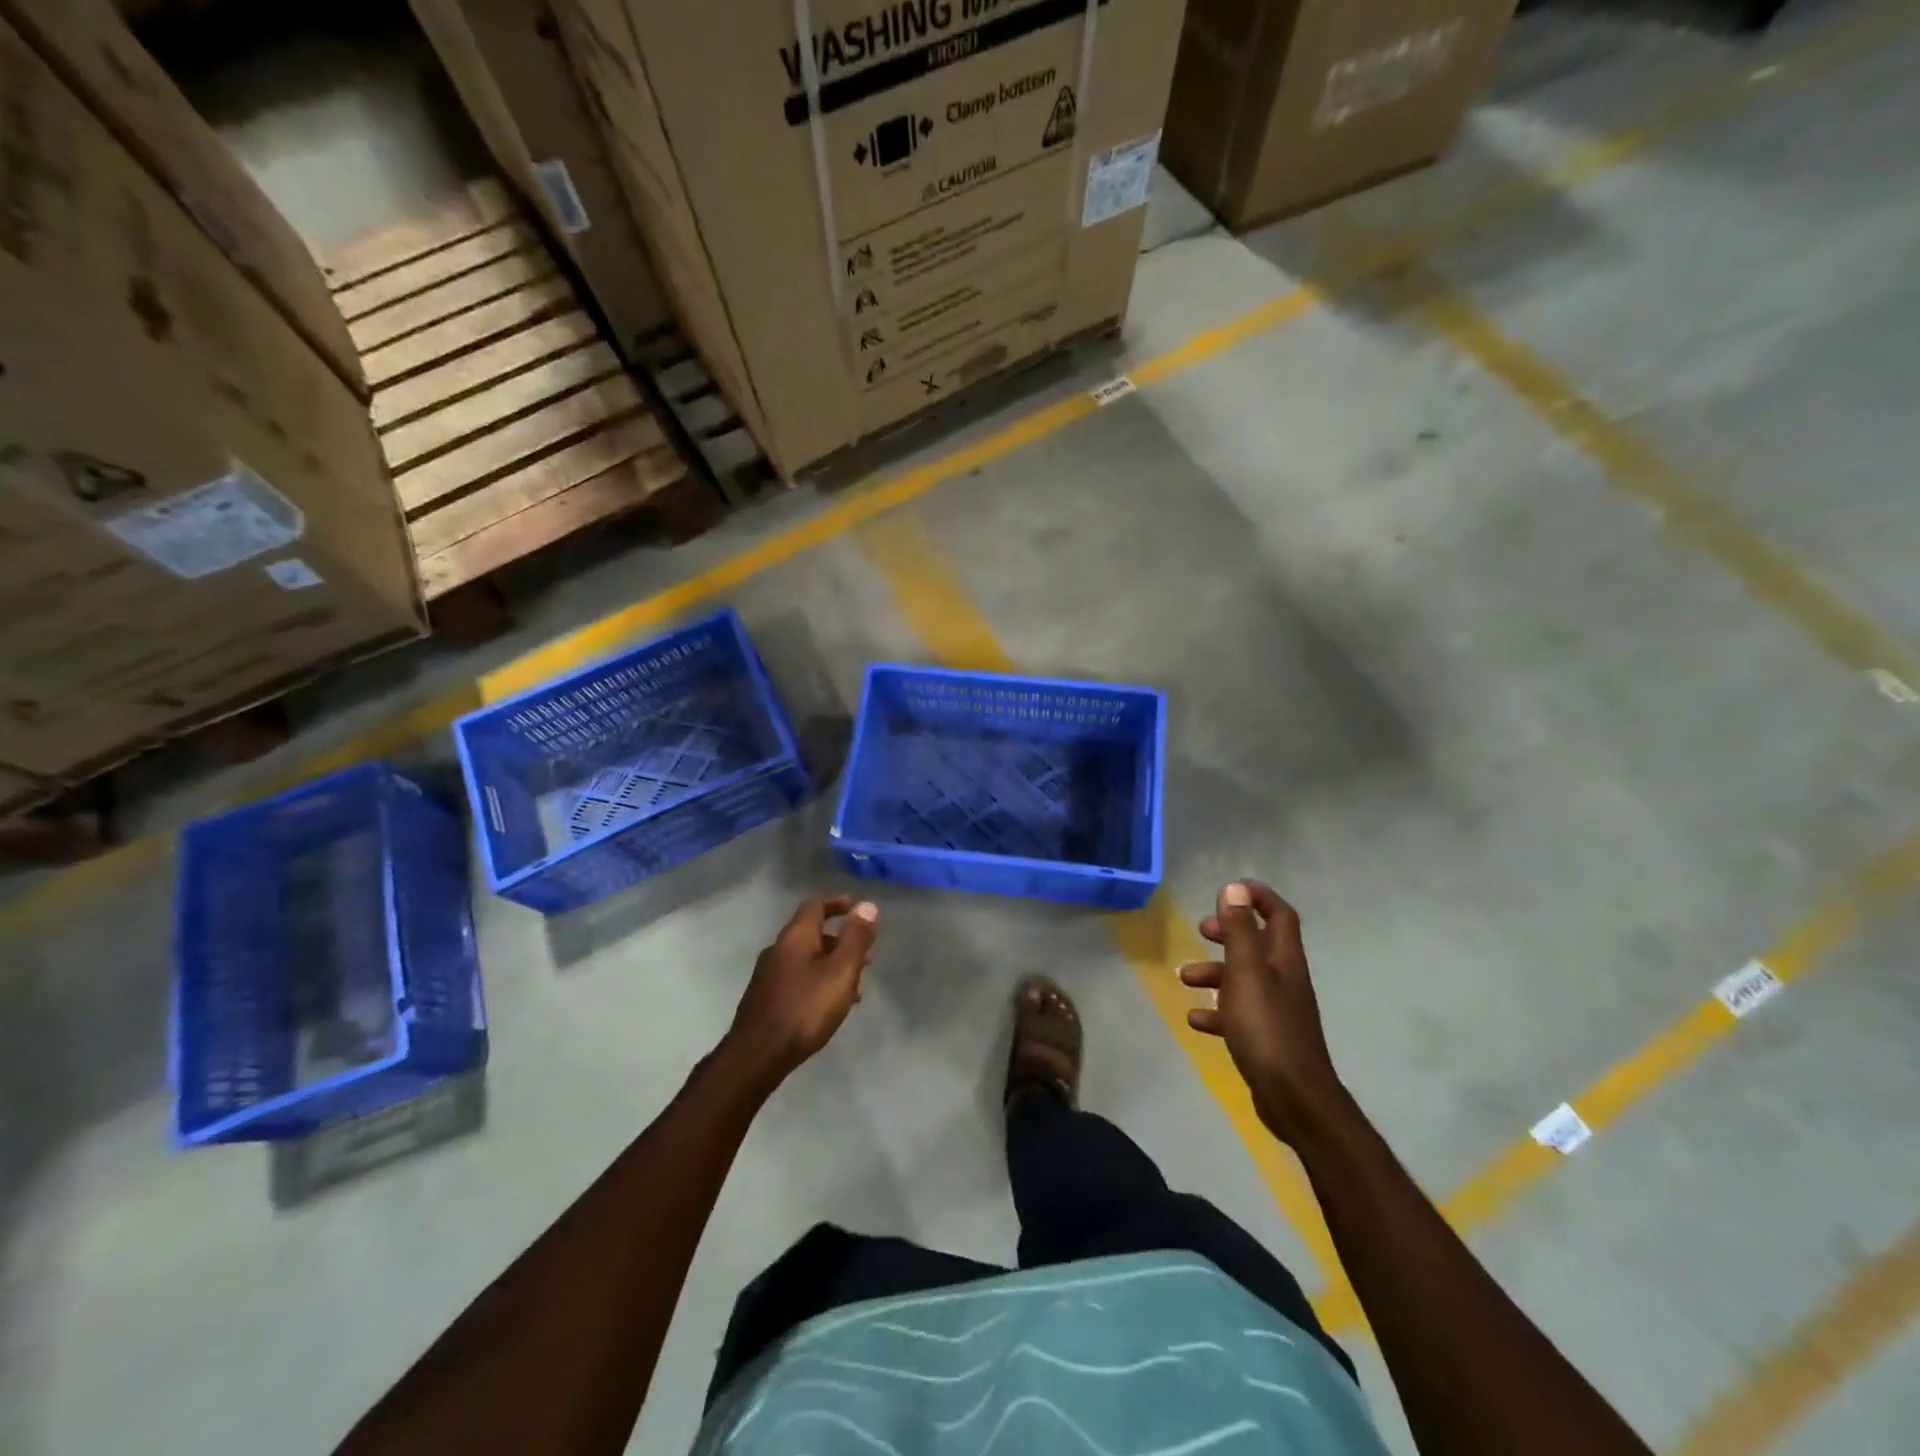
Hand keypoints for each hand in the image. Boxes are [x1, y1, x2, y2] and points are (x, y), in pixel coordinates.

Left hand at [726, 896, 878, 1083]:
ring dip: (831, 963)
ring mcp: (768, 974)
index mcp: (795, 936)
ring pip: (806, 958)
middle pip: (811, 932)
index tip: (858, 909)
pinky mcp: (765, 998)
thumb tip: (867, 905)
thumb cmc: (805, 1008)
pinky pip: (797, 978)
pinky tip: (829, 1005)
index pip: (816, 905)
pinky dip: (817, 981)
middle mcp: (778, 948)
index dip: (838, 903)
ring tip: (854, 985)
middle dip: (840, 939)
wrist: (757, 1055)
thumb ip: (856, 938)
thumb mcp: (841, 971)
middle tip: (864, 954)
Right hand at [1179, 881, 1345, 1144]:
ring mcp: (1277, 1010)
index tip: (1229, 890)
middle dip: (1230, 932)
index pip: (1279, 915)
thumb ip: (1239, 930)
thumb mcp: (1246, 972)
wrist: (1294, 1098)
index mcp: (1284, 959)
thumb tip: (1235, 887)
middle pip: (1259, 944)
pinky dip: (1216, 1011)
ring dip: (1215, 973)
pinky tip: (1195, 1019)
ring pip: (1244, 979)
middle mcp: (1284, 979)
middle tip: (1202, 929)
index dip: (1258, 897)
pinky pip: (1238, 1014)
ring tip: (1185, 978)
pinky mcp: (1267, 1038)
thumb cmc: (1266, 1027)